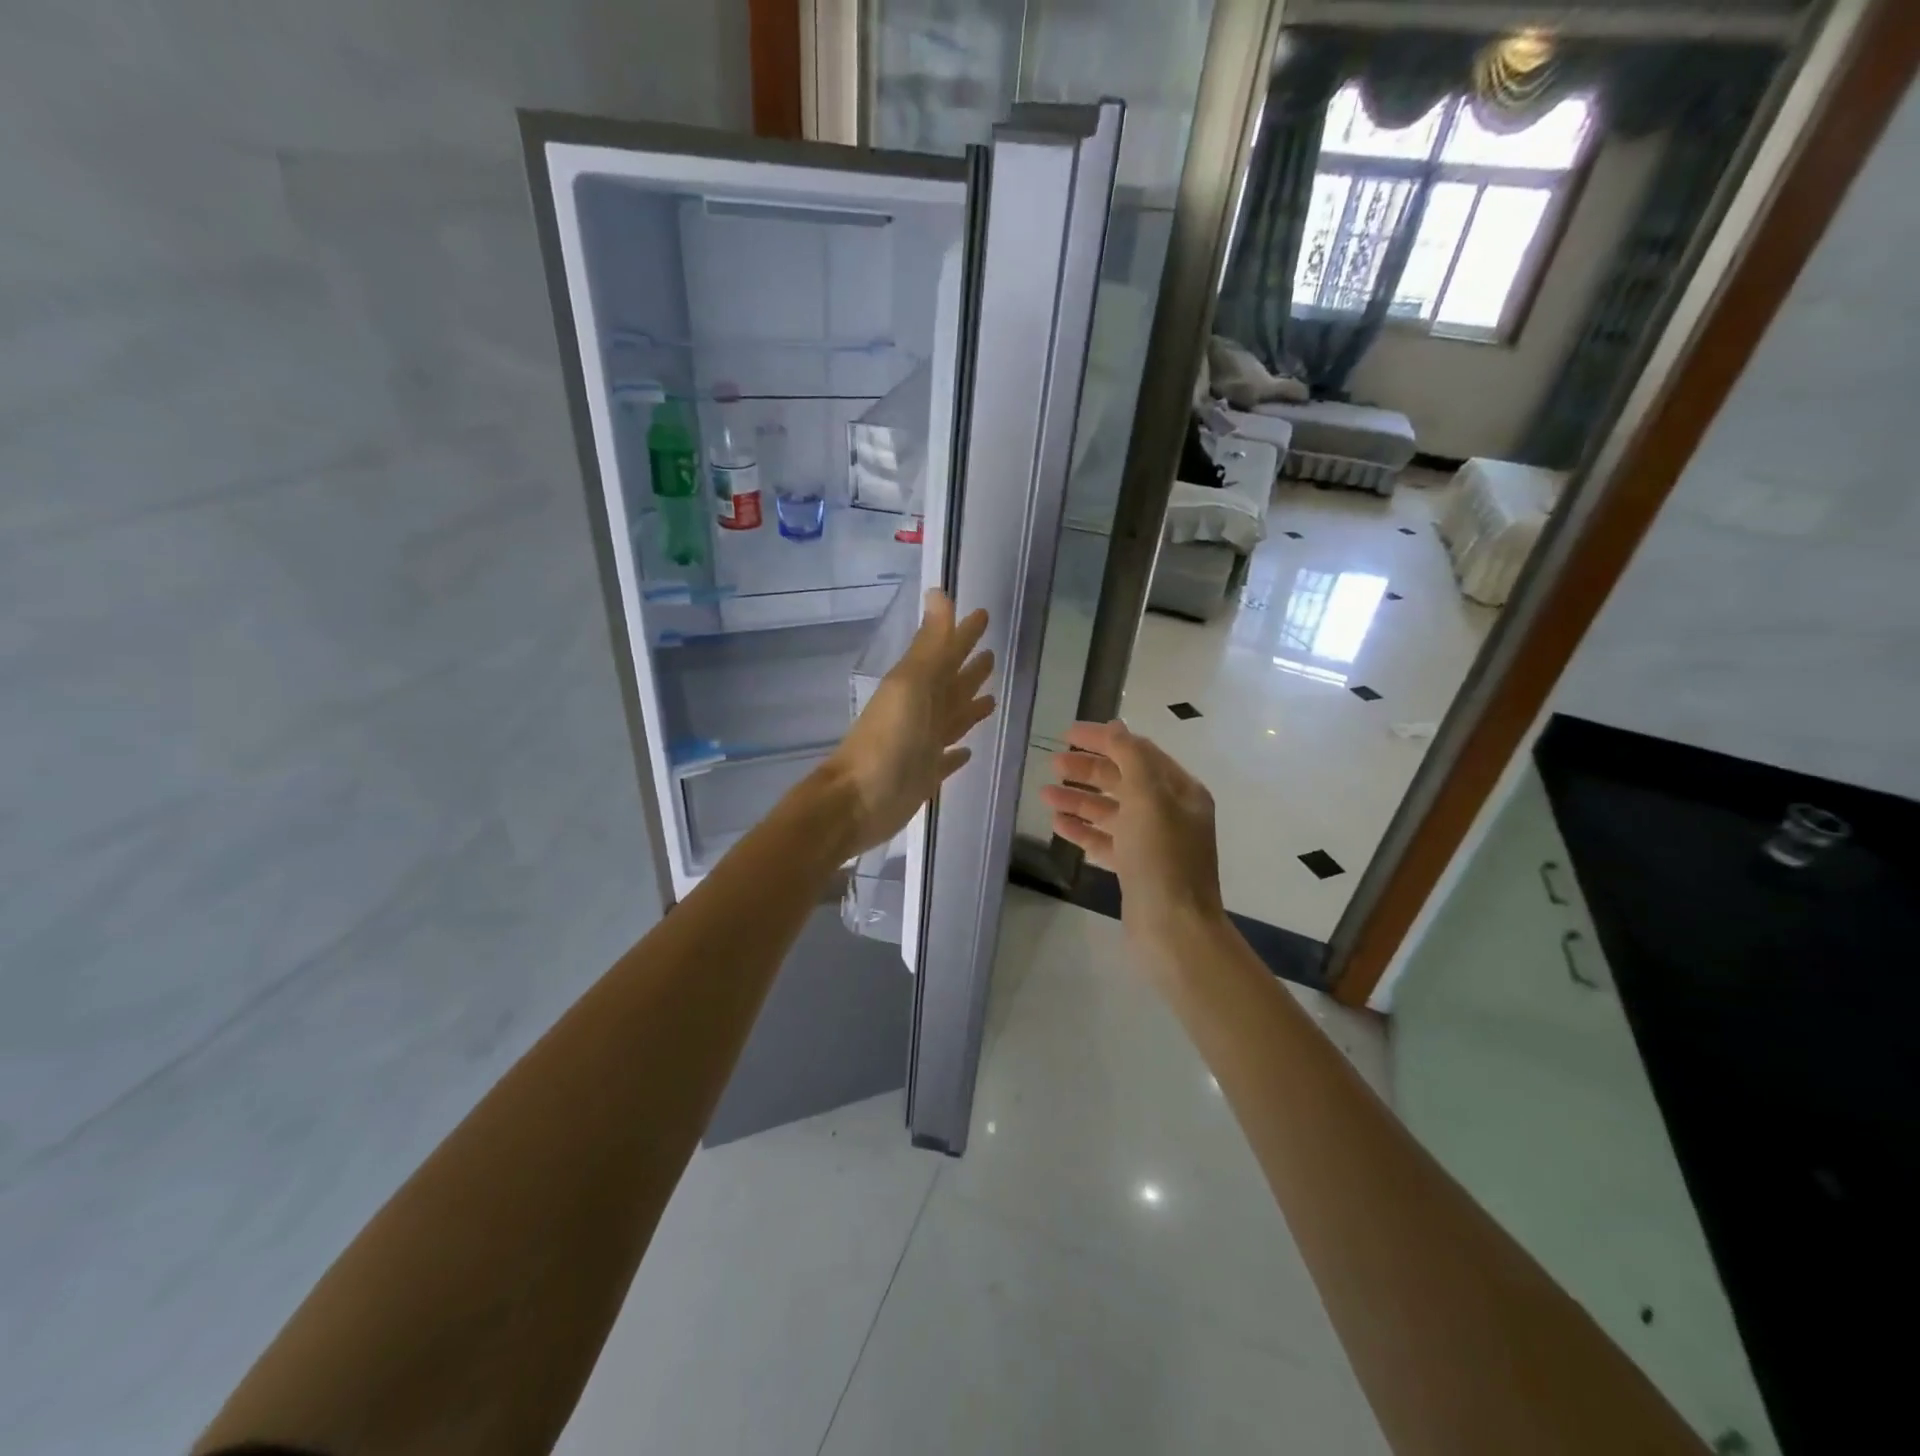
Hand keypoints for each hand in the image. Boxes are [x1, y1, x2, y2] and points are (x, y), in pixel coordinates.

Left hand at [823, 590, 994, 855]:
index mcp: (917, 686)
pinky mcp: (925, 775)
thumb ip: (930, 645)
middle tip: (992, 654)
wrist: (858, 801)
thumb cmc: (887, 740)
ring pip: (952, 718)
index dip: (963, 634)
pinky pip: (946, 759)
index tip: (983, 615)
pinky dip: (956, 754)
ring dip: (969, 706)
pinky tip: (967, 751)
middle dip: (969, 669)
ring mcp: (923, 744)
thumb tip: (939, 592)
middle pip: (951, 684)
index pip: (947, 653)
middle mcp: (921, 711)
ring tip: (992, 697)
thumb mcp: (911, 686)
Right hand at [1041, 719, 1226, 950]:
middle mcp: (1169, 812)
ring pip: (1111, 811)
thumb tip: (1115, 727)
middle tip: (1053, 764)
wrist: (1175, 929)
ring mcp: (1153, 842)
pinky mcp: (1136, 869)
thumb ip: (1130, 757)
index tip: (1068, 734)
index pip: (1138, 752)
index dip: (1104, 740)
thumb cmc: (1163, 858)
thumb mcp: (1148, 798)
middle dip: (1088, 769)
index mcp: (1180, 791)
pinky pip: (1105, 840)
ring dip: (1079, 799)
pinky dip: (1083, 830)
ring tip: (1045, 794)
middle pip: (1123, 780)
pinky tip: (1058, 824)